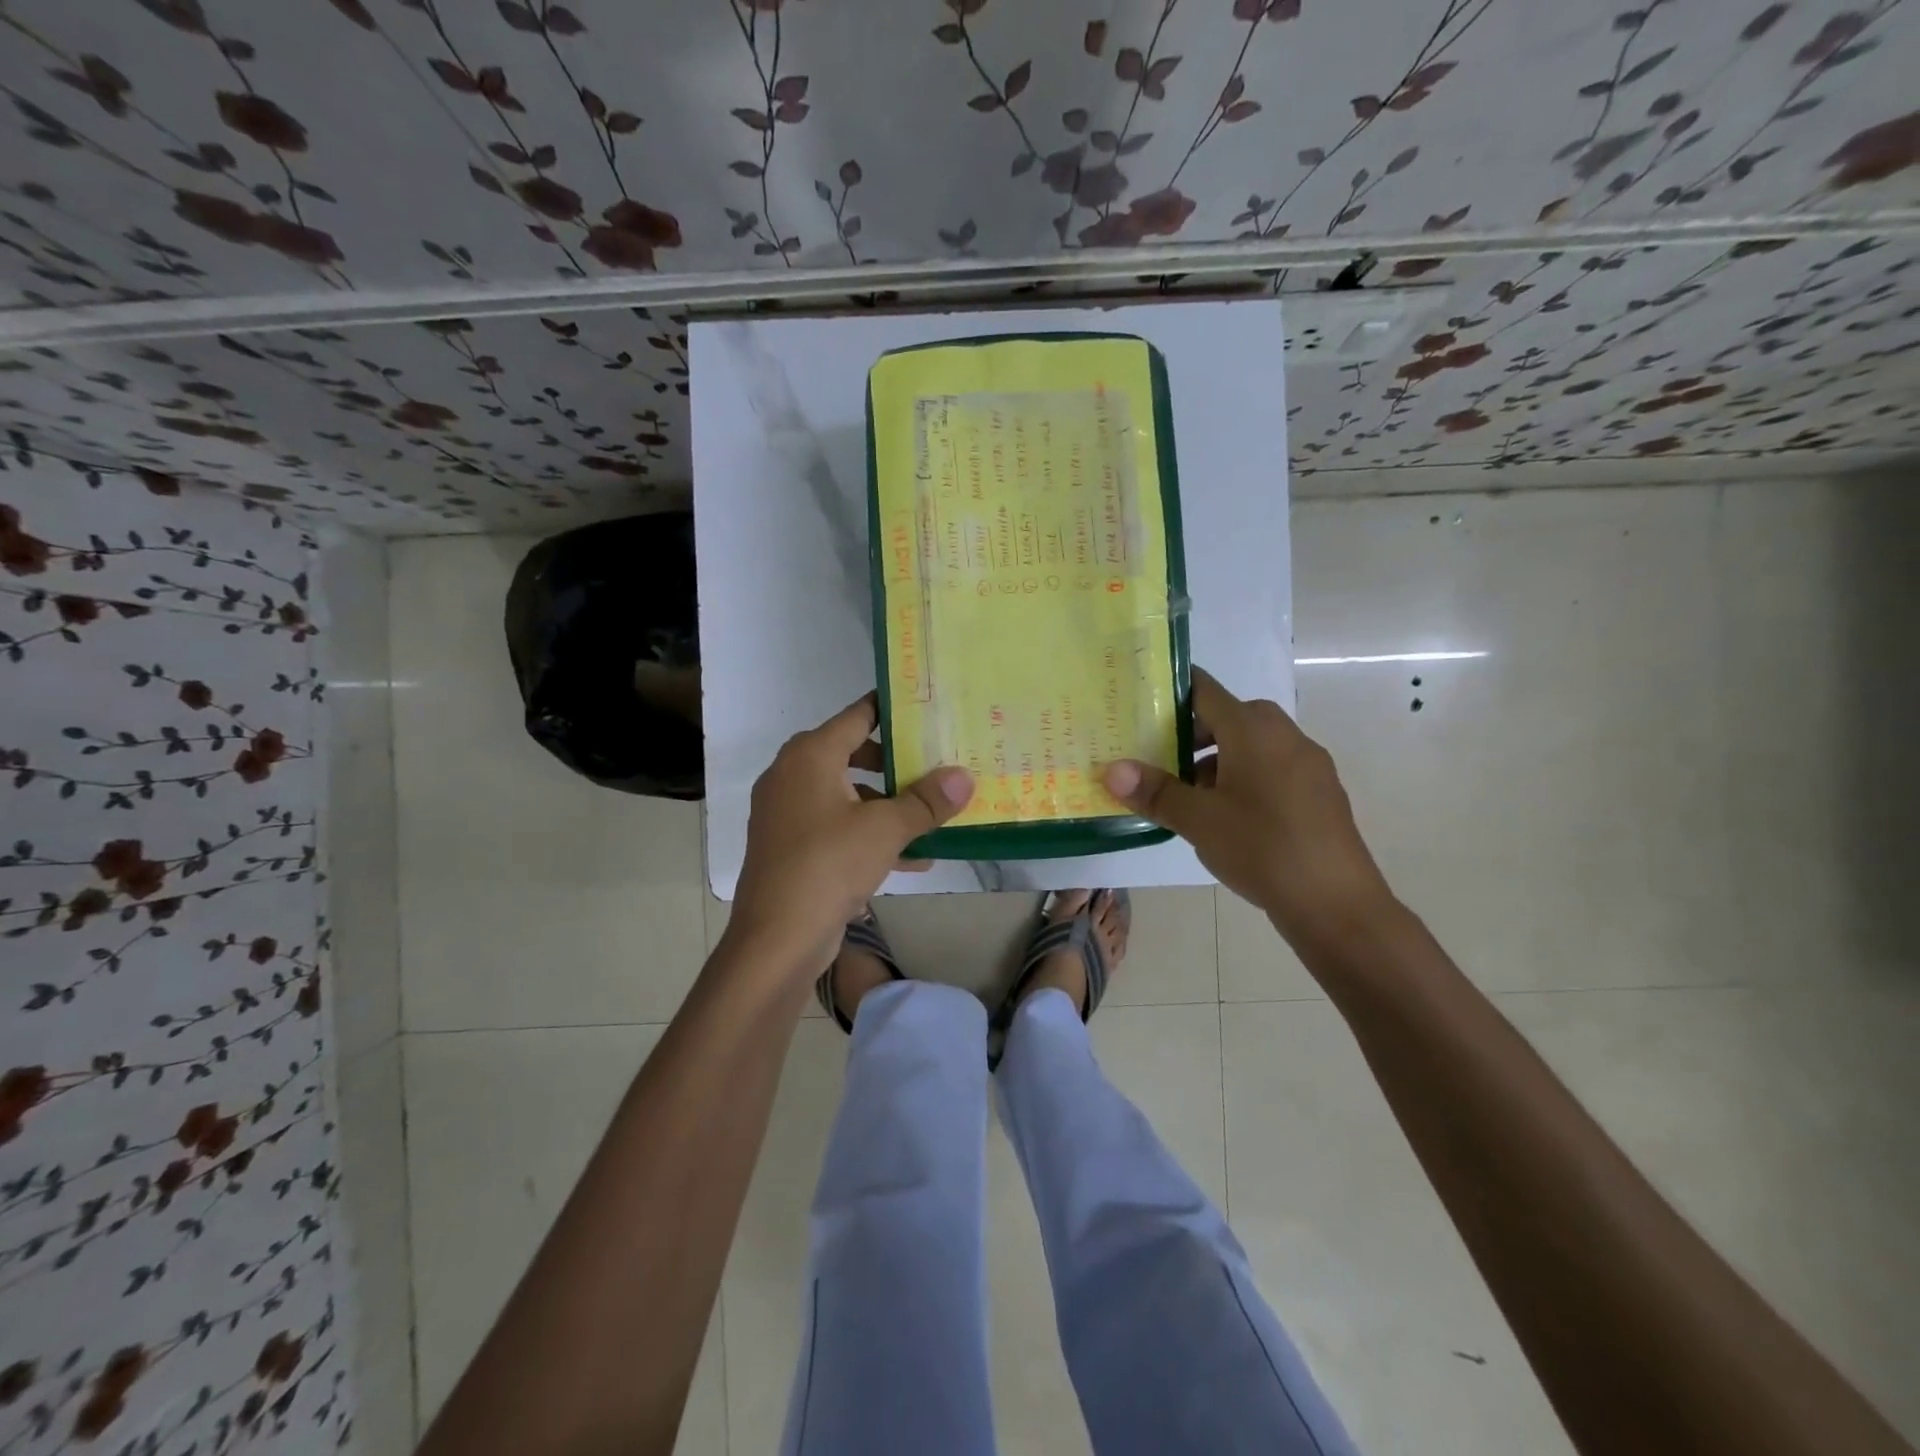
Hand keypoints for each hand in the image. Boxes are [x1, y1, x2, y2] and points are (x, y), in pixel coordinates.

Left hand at [729, 694, 972, 976]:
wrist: (776, 939)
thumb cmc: (828, 865)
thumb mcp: (886, 829)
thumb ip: (926, 801)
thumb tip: (963, 776)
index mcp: (809, 756)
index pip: (857, 716)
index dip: (891, 709)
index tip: (925, 708)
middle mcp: (792, 775)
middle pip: (852, 754)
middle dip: (895, 763)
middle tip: (934, 763)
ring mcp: (787, 813)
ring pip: (847, 795)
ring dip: (888, 806)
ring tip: (931, 817)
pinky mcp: (790, 847)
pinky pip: (836, 827)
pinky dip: (869, 834)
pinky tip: (913, 859)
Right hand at [1104, 667, 1393, 952]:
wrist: (1336, 903)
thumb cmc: (1261, 848)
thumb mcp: (1198, 820)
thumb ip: (1155, 791)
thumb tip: (1111, 770)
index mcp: (1253, 730)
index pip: (1205, 691)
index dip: (1172, 692)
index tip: (1142, 703)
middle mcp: (1285, 736)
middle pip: (1230, 718)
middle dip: (1193, 735)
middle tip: (1161, 761)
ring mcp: (1309, 765)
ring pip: (1254, 746)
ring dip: (1219, 761)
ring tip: (1191, 798)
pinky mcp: (1321, 793)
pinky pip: (1274, 770)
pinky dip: (1246, 779)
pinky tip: (1231, 819)